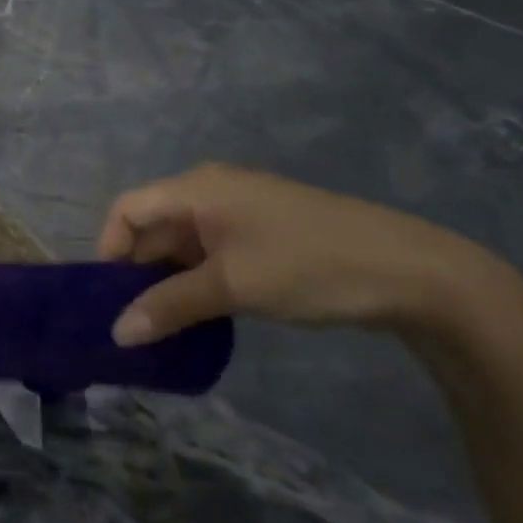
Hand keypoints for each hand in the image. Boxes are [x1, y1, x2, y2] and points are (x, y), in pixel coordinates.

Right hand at [96, 164, 498, 345]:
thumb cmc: (307, 266)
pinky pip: (211, 251)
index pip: (126, 209)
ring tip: (165, 324)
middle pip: (153, 226)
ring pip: (182, 243)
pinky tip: (203, 313)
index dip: (109, 249)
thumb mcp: (231, 287)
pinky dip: (198, 280)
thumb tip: (117, 334)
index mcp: (196, 189)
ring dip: (168, 280)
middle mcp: (211, 191)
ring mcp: (240, 210)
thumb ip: (168, 306)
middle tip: (134, 320)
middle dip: (138, 271)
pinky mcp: (263, 232)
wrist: (413, 272)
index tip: (110, 297)